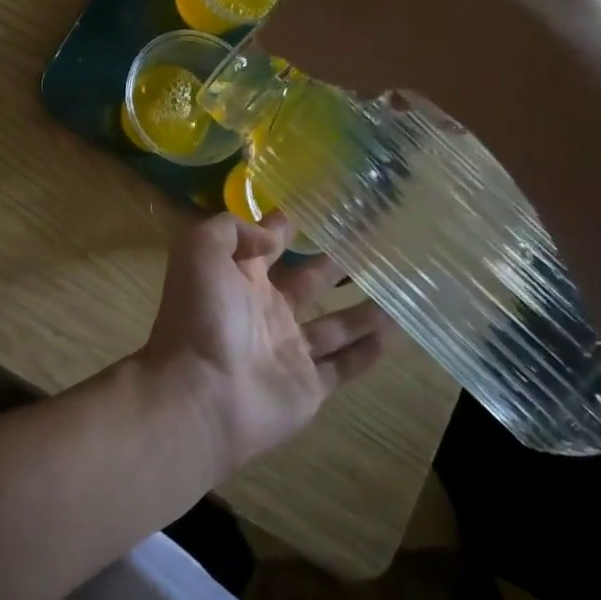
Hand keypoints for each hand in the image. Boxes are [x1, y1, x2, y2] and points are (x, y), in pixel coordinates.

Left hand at [138, 212, 389, 475]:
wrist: (201, 395)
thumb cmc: (201, 316)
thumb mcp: (200, 251)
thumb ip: (232, 230)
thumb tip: (270, 236)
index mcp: (239, 277)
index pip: (270, 242)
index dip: (292, 223)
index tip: (328, 204)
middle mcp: (265, 309)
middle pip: (309, 280)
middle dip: (337, 261)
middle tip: (378, 244)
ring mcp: (287, 350)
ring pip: (334, 324)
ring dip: (364, 309)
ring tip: (400, 287)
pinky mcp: (307, 386)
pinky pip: (343, 366)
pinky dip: (367, 352)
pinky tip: (396, 333)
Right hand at [259, 0, 600, 125]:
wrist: (467, 31)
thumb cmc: (360, 28)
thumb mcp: (293, 39)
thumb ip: (275, 33)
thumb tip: (272, 34)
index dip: (313, 7)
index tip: (322, 42)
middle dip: (358, 22)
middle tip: (360, 67)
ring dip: (397, 32)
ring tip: (403, 80)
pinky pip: (447, 1)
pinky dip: (438, 31)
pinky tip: (438, 67)